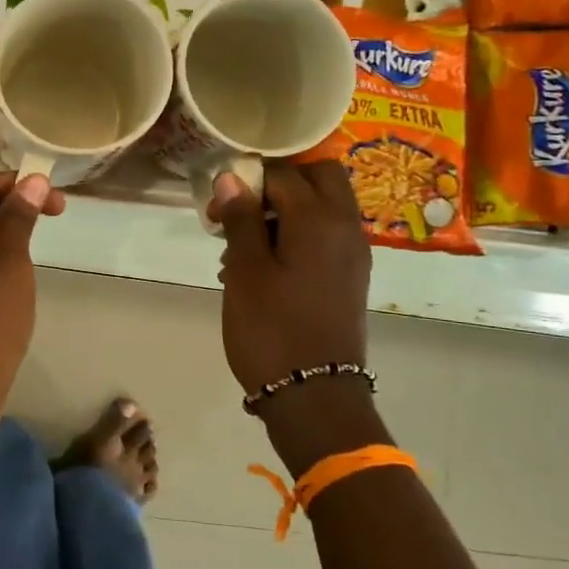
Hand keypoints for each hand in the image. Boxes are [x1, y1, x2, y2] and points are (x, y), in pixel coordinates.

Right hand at [209, 161, 370, 392]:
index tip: (216, 207)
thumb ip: (241, 219)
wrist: (314, 395)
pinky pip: (325, 235)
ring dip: (285, 210)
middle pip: (319, 177)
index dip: (246, 180)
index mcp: (320, 219)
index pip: (284, 173)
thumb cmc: (271, 328)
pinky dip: (297, 235)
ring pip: (322, 206)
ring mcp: (352, 253)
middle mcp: (346, 227)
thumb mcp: (246, 271)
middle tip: (241, 210)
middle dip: (278, 183)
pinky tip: (262, 267)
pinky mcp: (349, 276)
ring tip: (242, 247)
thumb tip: (231, 177)